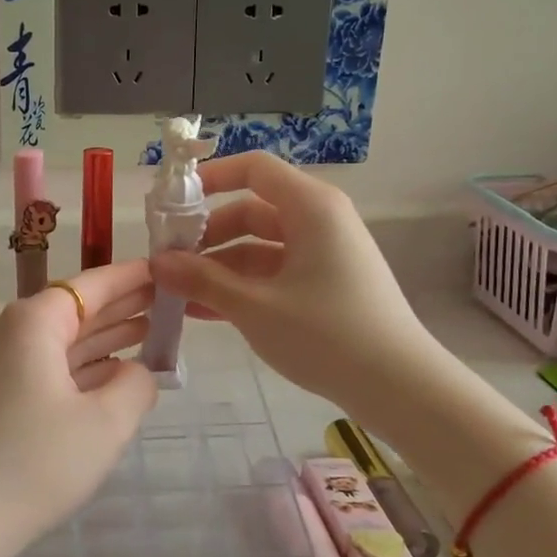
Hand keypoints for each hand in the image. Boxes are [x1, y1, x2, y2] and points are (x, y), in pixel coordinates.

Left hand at [0, 260, 158, 553]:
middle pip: (78, 310)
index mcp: (34, 323)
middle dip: (124, 306)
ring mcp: (2, 367)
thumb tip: (136, 373)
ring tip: (153, 331)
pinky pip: (51, 369)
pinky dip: (85, 368)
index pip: (92, 285)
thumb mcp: (104, 424)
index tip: (167, 268)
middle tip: (171, 301)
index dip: (132, 277)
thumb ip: (135, 386)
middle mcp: (13, 334)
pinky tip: (115, 374)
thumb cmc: (34, 462)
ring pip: (65, 342)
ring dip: (107, 338)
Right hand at [147, 152, 443, 417]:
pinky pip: (274, 273)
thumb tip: (156, 263)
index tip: (173, 201)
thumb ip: (202, 280)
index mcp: (311, 208)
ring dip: (219, 266)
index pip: (254, 169)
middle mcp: (319, 221)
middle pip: (251, 210)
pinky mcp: (326, 285)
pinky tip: (205, 311)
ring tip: (178, 292)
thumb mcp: (255, 307)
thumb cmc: (327, 334)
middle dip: (207, 235)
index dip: (211, 177)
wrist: (400, 388)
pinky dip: (242, 286)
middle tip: (168, 261)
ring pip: (259, 247)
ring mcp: (324, 255)